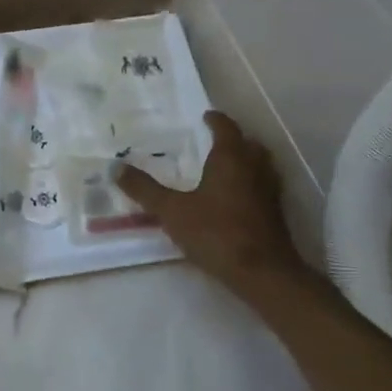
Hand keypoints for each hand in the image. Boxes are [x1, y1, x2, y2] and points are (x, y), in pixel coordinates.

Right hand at [115, 111, 318, 305]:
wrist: (263, 274)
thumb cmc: (216, 233)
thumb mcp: (171, 210)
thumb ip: (144, 189)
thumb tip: (115, 167)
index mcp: (231, 159)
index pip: (226, 128)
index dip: (216, 120)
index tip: (206, 116)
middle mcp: (255, 168)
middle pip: (249, 144)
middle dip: (234, 140)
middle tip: (214, 141)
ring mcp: (269, 192)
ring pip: (260, 166)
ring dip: (246, 161)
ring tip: (225, 168)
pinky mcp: (276, 215)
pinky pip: (263, 187)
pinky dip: (251, 184)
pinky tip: (235, 199)